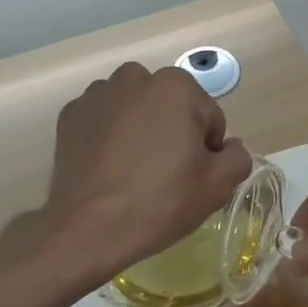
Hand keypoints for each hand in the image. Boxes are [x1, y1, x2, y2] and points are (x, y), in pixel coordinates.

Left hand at [40, 62, 252, 278]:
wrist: (90, 228)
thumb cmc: (162, 200)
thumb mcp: (219, 184)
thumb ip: (237, 156)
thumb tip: (228, 147)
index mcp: (176, 87)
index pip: (208, 117)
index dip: (207, 149)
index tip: (194, 175)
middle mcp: (135, 78)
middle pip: (170, 106)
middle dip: (173, 131)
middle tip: (167, 173)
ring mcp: (97, 95)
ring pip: (135, 109)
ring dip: (141, 129)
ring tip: (135, 170)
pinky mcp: (70, 116)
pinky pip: (104, 121)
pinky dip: (110, 136)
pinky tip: (109, 168)